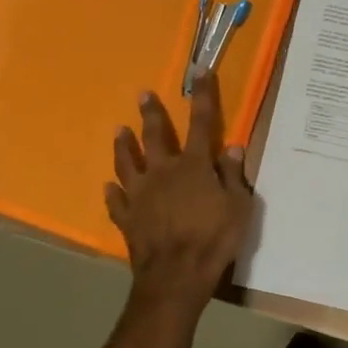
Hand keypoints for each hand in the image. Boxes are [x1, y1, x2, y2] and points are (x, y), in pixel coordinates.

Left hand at [106, 74, 254, 317]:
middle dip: (152, 114)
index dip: (203, 96)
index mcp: (195, 166)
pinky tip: (109, 186)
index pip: (202, 123)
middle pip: (156, 136)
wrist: (176, 276)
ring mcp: (141, 195)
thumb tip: (233, 147)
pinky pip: (116, 201)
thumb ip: (233, 175)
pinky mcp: (127, 218)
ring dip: (124, 145)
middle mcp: (164, 173)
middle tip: (143, 94)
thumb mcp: (239, 206)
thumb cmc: (214, 238)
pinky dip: (113, 192)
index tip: (200, 71)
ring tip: (120, 130)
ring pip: (128, 163)